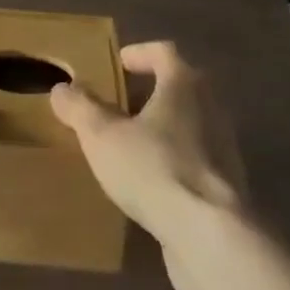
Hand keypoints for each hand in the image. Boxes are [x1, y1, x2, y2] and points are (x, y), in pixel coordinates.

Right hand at [49, 40, 248, 268]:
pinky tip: (151, 183)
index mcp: (184, 85)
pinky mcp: (228, 188)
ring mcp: (225, 149)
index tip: (120, 63)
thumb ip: (80, 108)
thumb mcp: (102, 136)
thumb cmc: (154, 169)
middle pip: (181, 87)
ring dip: (164, 129)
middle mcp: (211, 108)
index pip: (164, 52)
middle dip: (151, 92)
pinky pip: (197, 161)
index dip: (140, 53)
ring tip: (132, 145)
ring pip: (191, 125)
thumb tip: (62, 88)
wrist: (211, 237)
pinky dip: (174, 162)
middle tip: (121, 104)